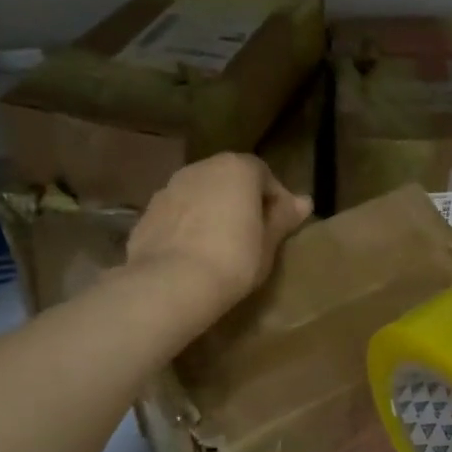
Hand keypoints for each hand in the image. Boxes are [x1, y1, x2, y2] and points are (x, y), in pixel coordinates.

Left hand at [125, 154, 312, 313]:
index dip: (275, 199)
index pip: (263, 174)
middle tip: (253, 234)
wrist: (171, 283)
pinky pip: (178, 214)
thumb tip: (304, 201)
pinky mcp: (147, 212)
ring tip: (221, 245)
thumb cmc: (233, 260)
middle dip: (242, 201)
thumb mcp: (268, 243)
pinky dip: (188, 226)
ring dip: (213, 211)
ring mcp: (169, 188)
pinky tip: (194, 253)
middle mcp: (201, 168)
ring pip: (201, 195)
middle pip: (229, 180)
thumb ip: (283, 218)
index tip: (281, 225)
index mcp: (236, 169)